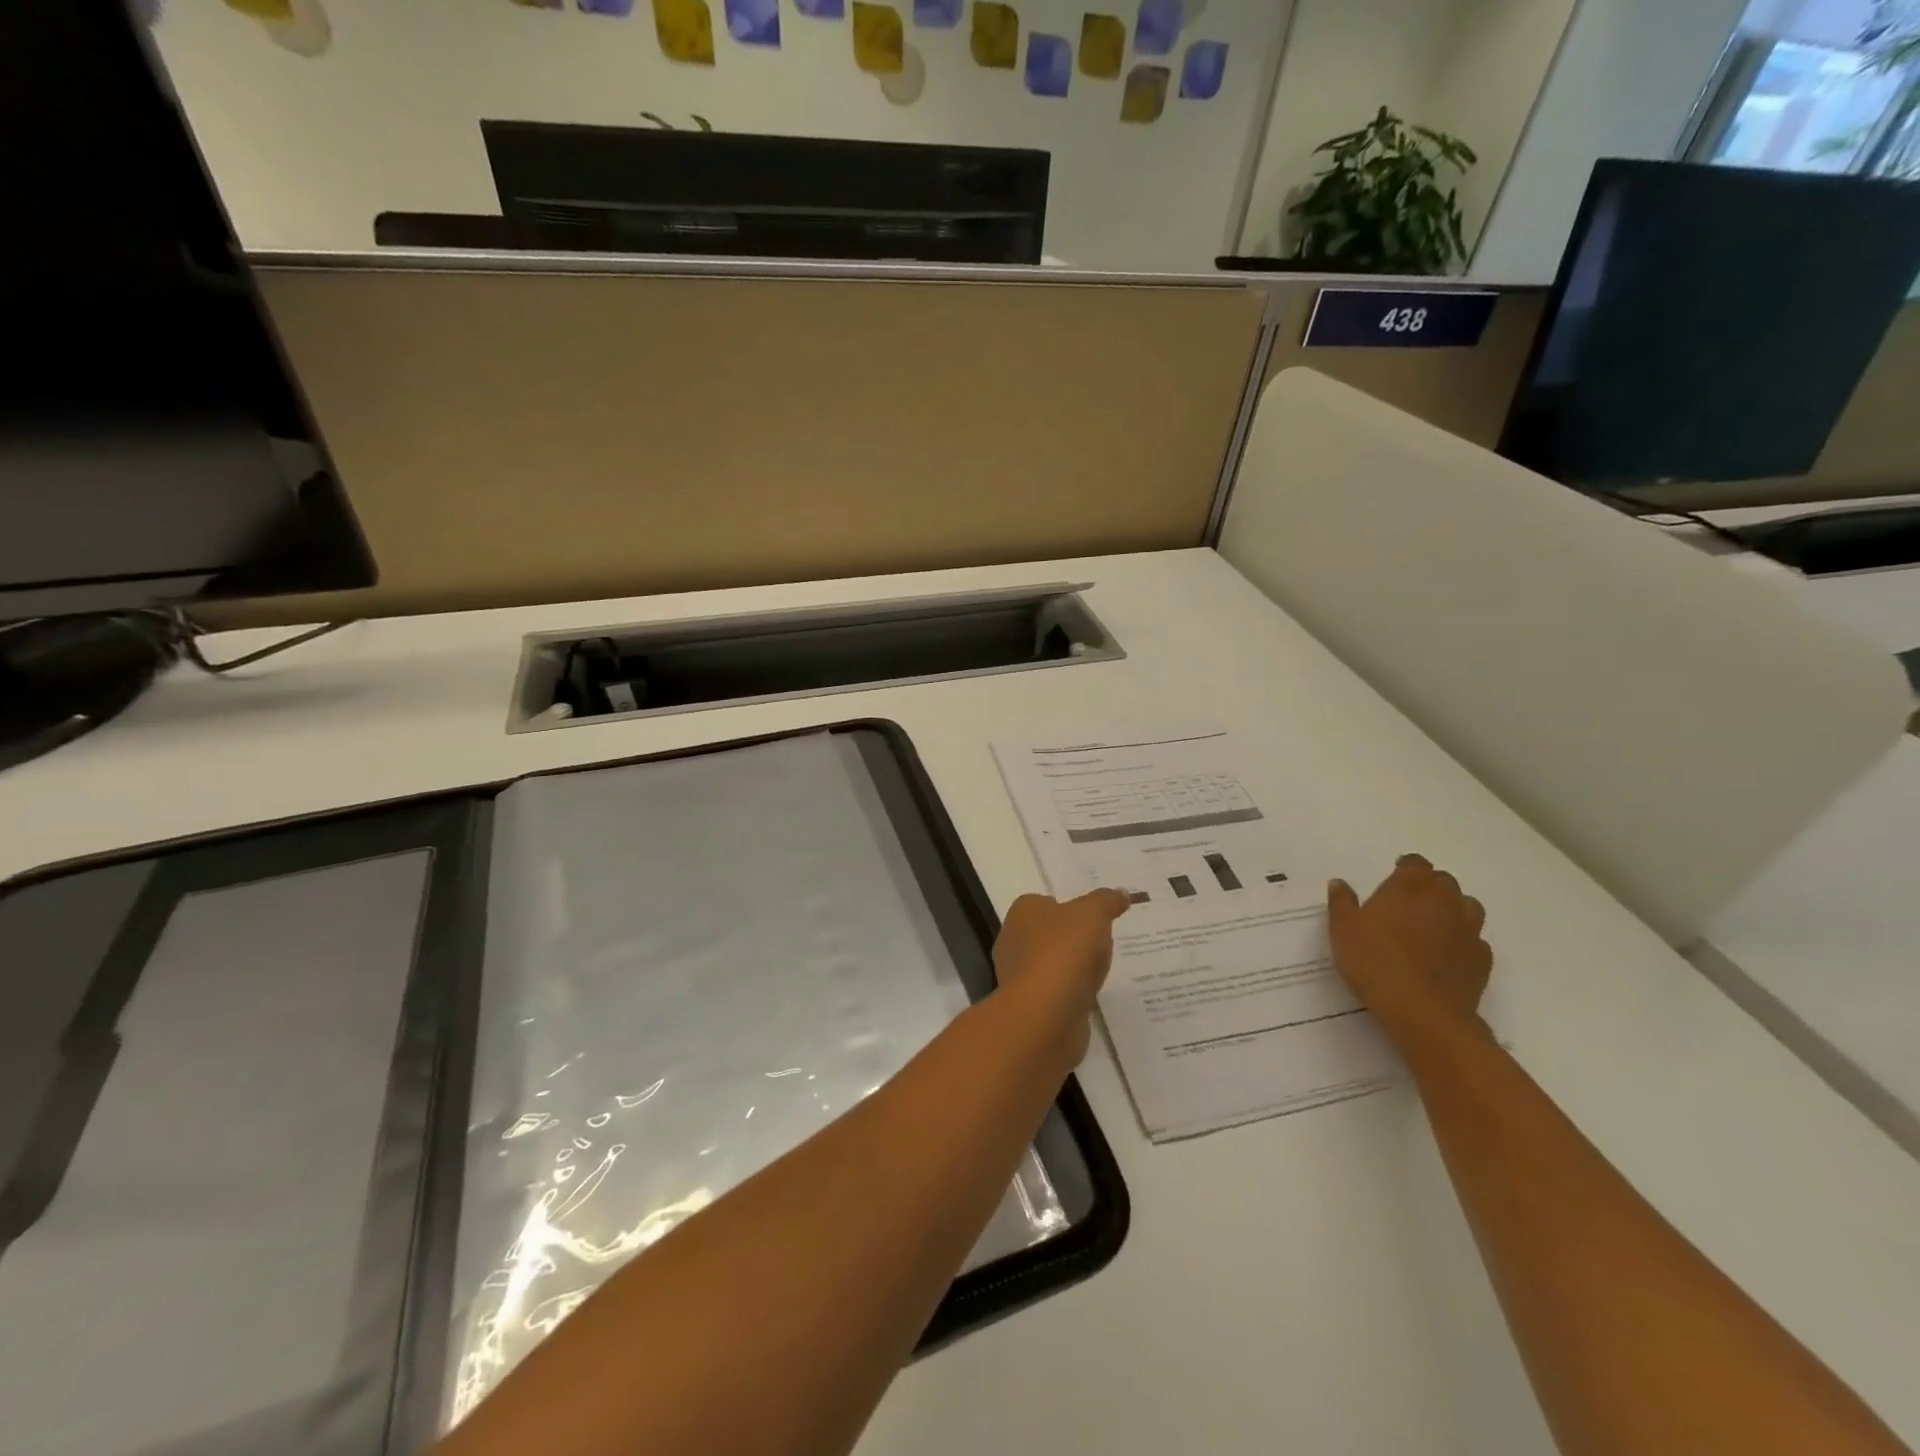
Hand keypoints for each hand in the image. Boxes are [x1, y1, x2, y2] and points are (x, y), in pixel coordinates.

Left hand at [992, 889, 1131, 1065]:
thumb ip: (1107, 901)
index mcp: (1023, 913)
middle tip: (1102, 945)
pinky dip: (1072, 993)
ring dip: (1074, 968)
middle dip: (1074, 940)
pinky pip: (1056, 992)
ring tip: (1100, 972)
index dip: (1071, 909)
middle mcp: (1013, 940)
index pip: (1046, 903)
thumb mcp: (1093, 914)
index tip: (1095, 919)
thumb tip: (1121, 893)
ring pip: (1053, 964)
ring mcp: (1019, 976)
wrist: (1045, 1014)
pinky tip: (1089, 996)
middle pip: (1050, 934)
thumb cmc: (1064, 952)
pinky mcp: (1030, 1006)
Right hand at [1328, 855, 1491, 1052]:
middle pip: (1444, 881)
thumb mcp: (1342, 930)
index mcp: (1409, 888)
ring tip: (1433, 923)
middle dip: (1429, 885)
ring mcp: (1468, 930)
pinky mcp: (1481, 959)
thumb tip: (1340, 883)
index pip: (1416, 864)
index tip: (1395, 873)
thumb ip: (1341, 902)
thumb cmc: (1375, 962)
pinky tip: (1447, 953)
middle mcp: (1443, 902)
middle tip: (1409, 900)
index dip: (1407, 866)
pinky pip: (1475, 939)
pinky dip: (1463, 940)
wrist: (1422, 1012)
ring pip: (1468, 906)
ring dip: (1453, 908)